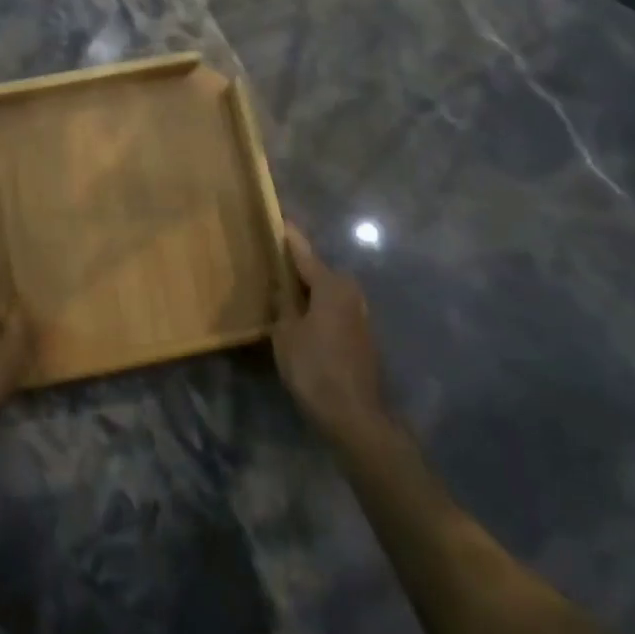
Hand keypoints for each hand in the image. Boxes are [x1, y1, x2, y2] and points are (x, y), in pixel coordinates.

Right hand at [273, 223, 395, 446]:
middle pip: (319, 271)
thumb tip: (281, 286)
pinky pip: (333, 308)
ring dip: (308, 288)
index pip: (304, 253)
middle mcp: (350, 293)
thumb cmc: (314, 368)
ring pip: (327, 291)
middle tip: (273, 259)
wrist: (354, 415)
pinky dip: (317, 306)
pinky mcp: (361, 335)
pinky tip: (301, 315)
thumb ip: (283, 303)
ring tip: (283, 287)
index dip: (290, 237)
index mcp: (331, 286)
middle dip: (298, 265)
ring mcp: (359, 315)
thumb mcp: (285, 333)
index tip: (279, 219)